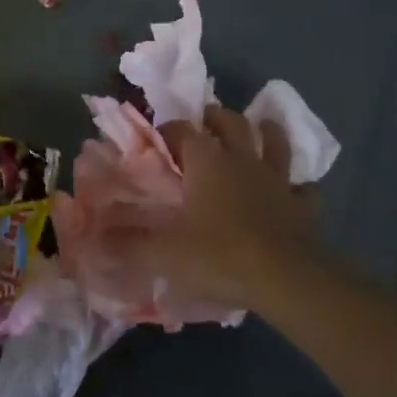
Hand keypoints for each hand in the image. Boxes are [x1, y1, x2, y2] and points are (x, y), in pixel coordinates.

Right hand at [121, 104, 320, 312]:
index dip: (168, 131)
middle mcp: (242, 159)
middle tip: (205, 122)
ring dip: (266, 132)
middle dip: (215, 118)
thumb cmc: (218, 256)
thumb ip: (127, 245)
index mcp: (206, 161)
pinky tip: (293, 190)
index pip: (182, 131)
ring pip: (274, 142)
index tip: (157, 139)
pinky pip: (303, 188)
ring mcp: (277, 180)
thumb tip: (93, 240)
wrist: (284, 278)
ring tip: (259, 128)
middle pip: (230, 123)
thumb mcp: (163, 254)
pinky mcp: (302, 206)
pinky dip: (297, 186)